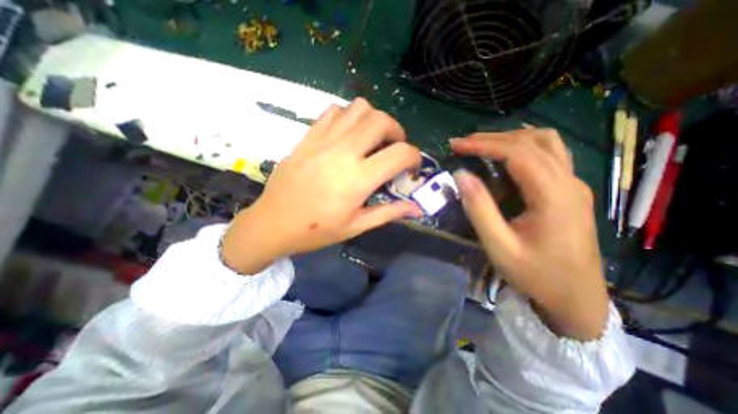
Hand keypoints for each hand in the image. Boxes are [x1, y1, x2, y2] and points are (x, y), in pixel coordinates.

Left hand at [220, 99, 420, 274]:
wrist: (273, 223)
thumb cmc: (316, 230)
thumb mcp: (356, 226)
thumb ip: (389, 212)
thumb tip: (417, 208)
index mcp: (358, 178)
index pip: (400, 153)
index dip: (414, 157)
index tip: (411, 167)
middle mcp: (343, 152)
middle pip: (381, 120)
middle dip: (396, 131)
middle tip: (393, 148)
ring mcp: (323, 140)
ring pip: (358, 108)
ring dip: (373, 120)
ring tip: (371, 139)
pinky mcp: (308, 136)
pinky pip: (334, 111)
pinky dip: (348, 117)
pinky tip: (347, 135)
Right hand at [454, 128, 607, 339]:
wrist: (577, 299)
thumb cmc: (536, 275)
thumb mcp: (499, 247)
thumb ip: (479, 209)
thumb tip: (461, 175)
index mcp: (553, 196)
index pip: (517, 153)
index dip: (484, 144)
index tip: (456, 145)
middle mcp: (569, 182)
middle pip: (532, 142)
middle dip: (492, 138)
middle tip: (463, 144)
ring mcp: (574, 185)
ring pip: (546, 143)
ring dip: (511, 138)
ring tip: (482, 146)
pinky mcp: (571, 191)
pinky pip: (550, 155)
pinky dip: (524, 147)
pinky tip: (507, 157)